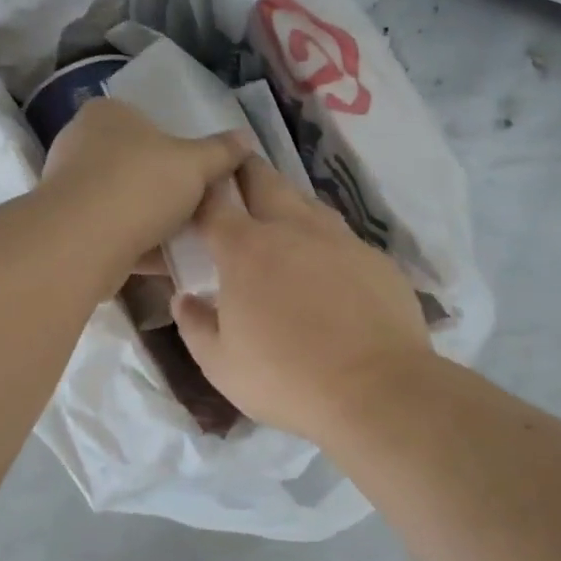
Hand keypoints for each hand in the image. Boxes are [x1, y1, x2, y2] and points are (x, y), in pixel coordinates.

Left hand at [40, 98, 251, 281]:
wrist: (81, 244)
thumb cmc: (138, 186)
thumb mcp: (194, 164)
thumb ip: (221, 151)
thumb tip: (246, 138)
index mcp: (106, 115)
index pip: (146, 121)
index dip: (176, 145)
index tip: (201, 172)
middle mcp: (81, 145)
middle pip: (137, 165)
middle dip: (167, 188)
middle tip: (202, 206)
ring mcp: (71, 189)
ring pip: (126, 203)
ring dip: (155, 221)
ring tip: (192, 238)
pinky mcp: (70, 229)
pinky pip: (115, 233)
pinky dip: (140, 246)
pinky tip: (171, 263)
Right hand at [171, 157, 433, 442]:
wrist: (377, 390)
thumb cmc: (286, 378)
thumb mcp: (221, 365)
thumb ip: (195, 325)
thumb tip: (184, 298)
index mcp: (245, 250)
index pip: (213, 203)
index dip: (201, 191)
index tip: (195, 190)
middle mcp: (291, 229)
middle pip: (264, 179)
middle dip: (245, 170)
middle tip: (236, 175)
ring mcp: (339, 239)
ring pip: (306, 202)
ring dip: (286, 202)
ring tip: (279, 218)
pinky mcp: (374, 257)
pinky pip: (341, 236)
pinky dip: (323, 240)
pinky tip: (326, 265)